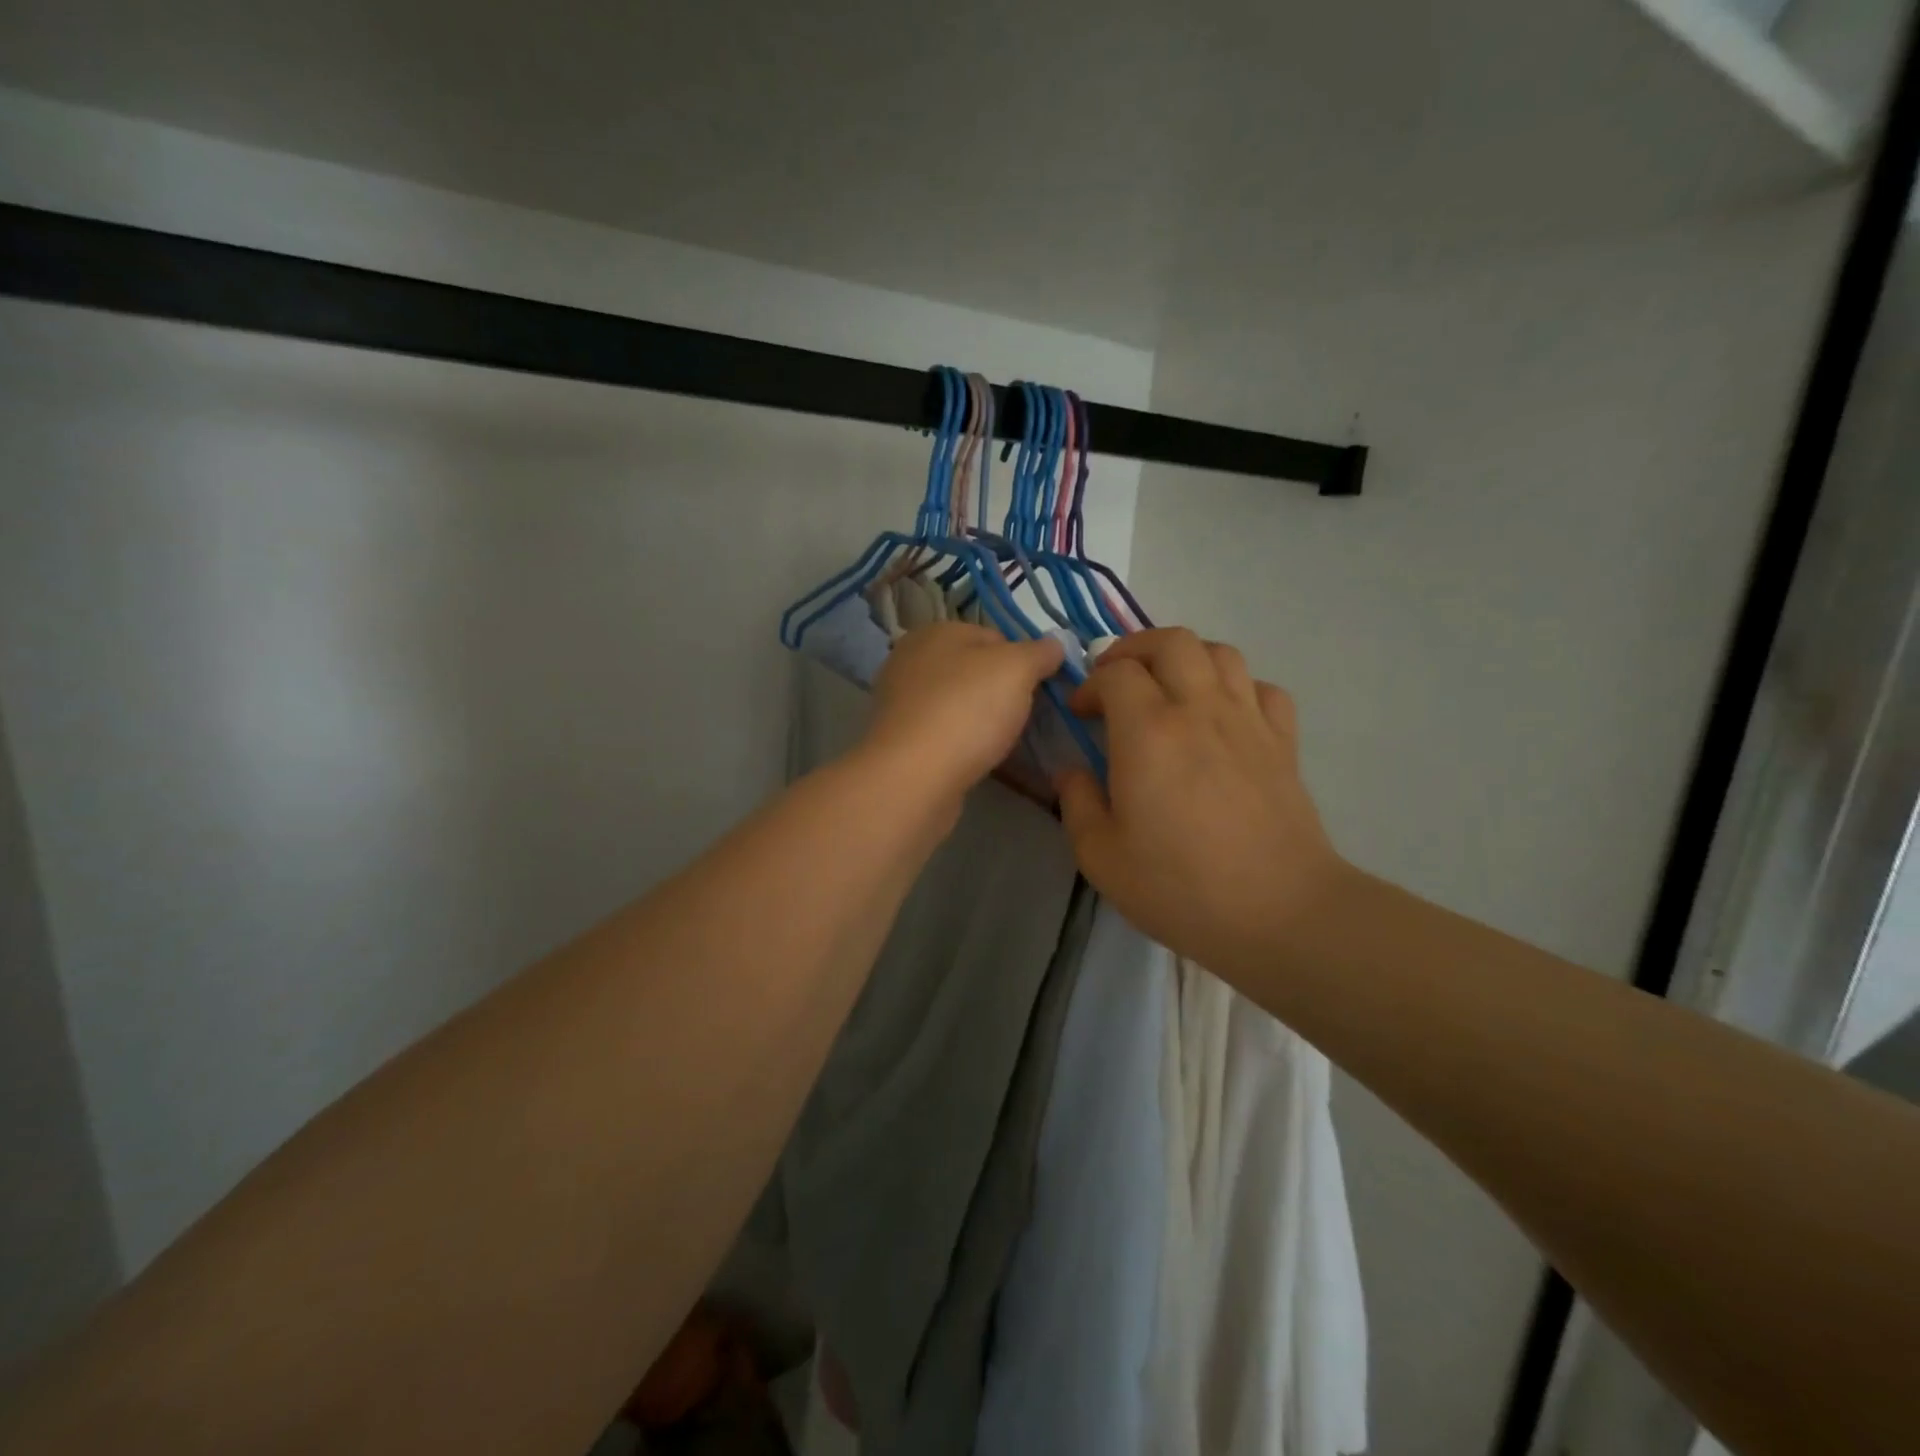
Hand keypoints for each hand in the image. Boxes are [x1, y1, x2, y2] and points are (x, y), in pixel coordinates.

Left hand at [863, 623, 1064, 803]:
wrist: (914, 777)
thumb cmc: (967, 710)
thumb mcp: (1017, 669)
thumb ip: (1039, 652)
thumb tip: (1053, 646)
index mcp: (935, 632)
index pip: (993, 637)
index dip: (1022, 661)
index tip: (1039, 689)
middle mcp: (911, 660)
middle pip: (974, 671)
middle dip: (1001, 692)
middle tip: (1025, 717)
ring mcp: (901, 703)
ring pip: (958, 704)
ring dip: (982, 721)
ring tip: (1004, 743)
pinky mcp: (900, 741)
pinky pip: (944, 735)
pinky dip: (962, 744)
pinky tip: (977, 760)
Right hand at [1055, 628, 1347, 976]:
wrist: (1279, 913)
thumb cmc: (1180, 887)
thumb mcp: (1101, 856)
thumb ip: (1078, 803)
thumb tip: (1072, 771)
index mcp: (1147, 732)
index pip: (1115, 673)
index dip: (1090, 685)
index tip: (1081, 714)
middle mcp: (1199, 709)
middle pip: (1171, 641)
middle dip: (1135, 649)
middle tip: (1118, 681)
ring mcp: (1248, 721)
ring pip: (1220, 652)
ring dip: (1186, 658)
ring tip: (1168, 689)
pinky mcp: (1283, 742)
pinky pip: (1262, 688)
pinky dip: (1237, 687)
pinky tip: (1223, 717)